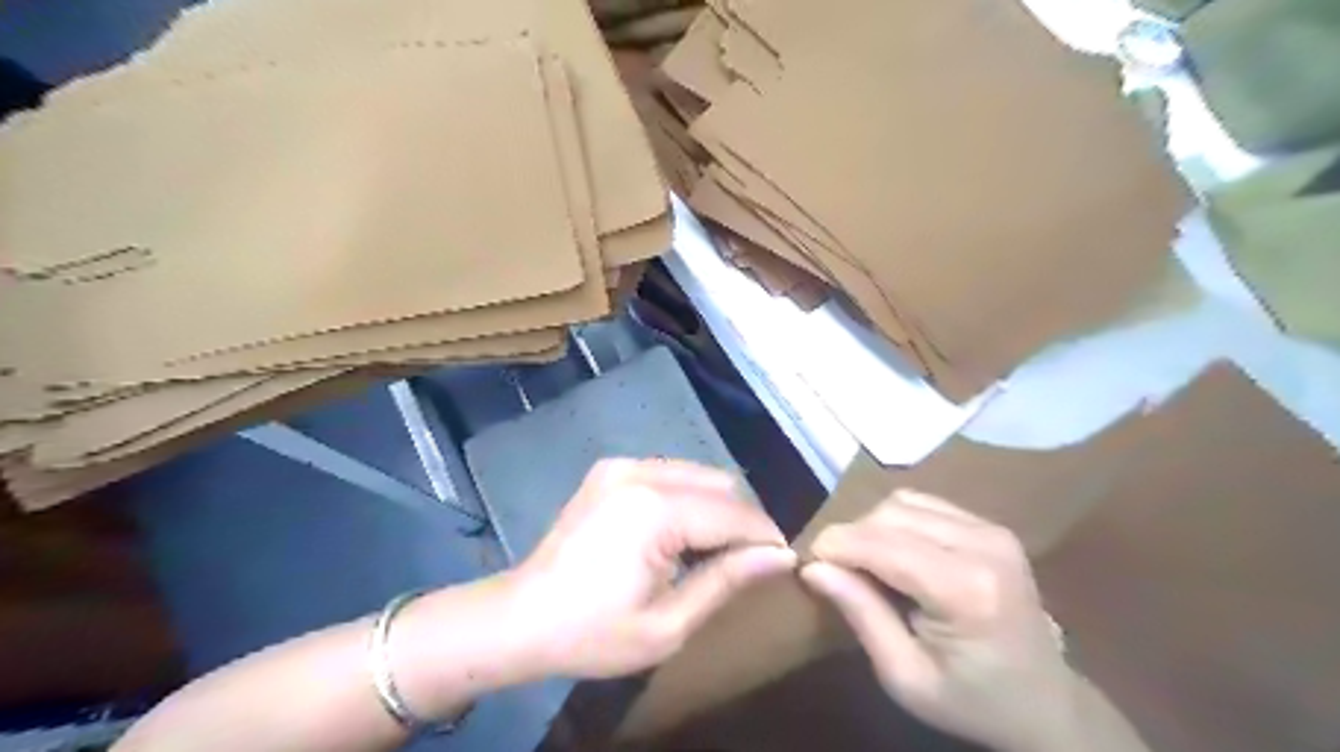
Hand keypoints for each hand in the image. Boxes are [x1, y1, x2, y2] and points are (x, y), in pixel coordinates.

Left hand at [503, 458, 792, 680]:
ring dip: (718, 507)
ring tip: (717, 549)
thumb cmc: (593, 633)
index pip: (734, 513)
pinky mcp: (610, 469)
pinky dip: (689, 498)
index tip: (784, 562)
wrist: (521, 618)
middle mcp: (640, 473)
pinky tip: (681, 532)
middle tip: (749, 562)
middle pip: (720, 484)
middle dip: (743, 520)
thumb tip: (781, 557)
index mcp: (654, 510)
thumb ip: (727, 581)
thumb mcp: (668, 624)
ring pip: (698, 474)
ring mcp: (622, 466)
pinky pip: (670, 474)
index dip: (765, 537)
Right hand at [794, 493, 1073, 751]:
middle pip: (888, 515)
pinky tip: (897, 555)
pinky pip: (922, 503)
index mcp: (967, 589)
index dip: (834, 546)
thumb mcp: (905, 677)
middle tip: (838, 575)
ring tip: (868, 566)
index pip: (881, 543)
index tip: (808, 566)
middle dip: (851, 538)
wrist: (1046, 703)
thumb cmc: (972, 700)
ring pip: (901, 502)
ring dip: (872, 528)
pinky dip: (895, 522)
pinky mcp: (990, 524)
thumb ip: (860, 614)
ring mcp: (991, 529)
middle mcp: (983, 544)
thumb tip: (813, 567)